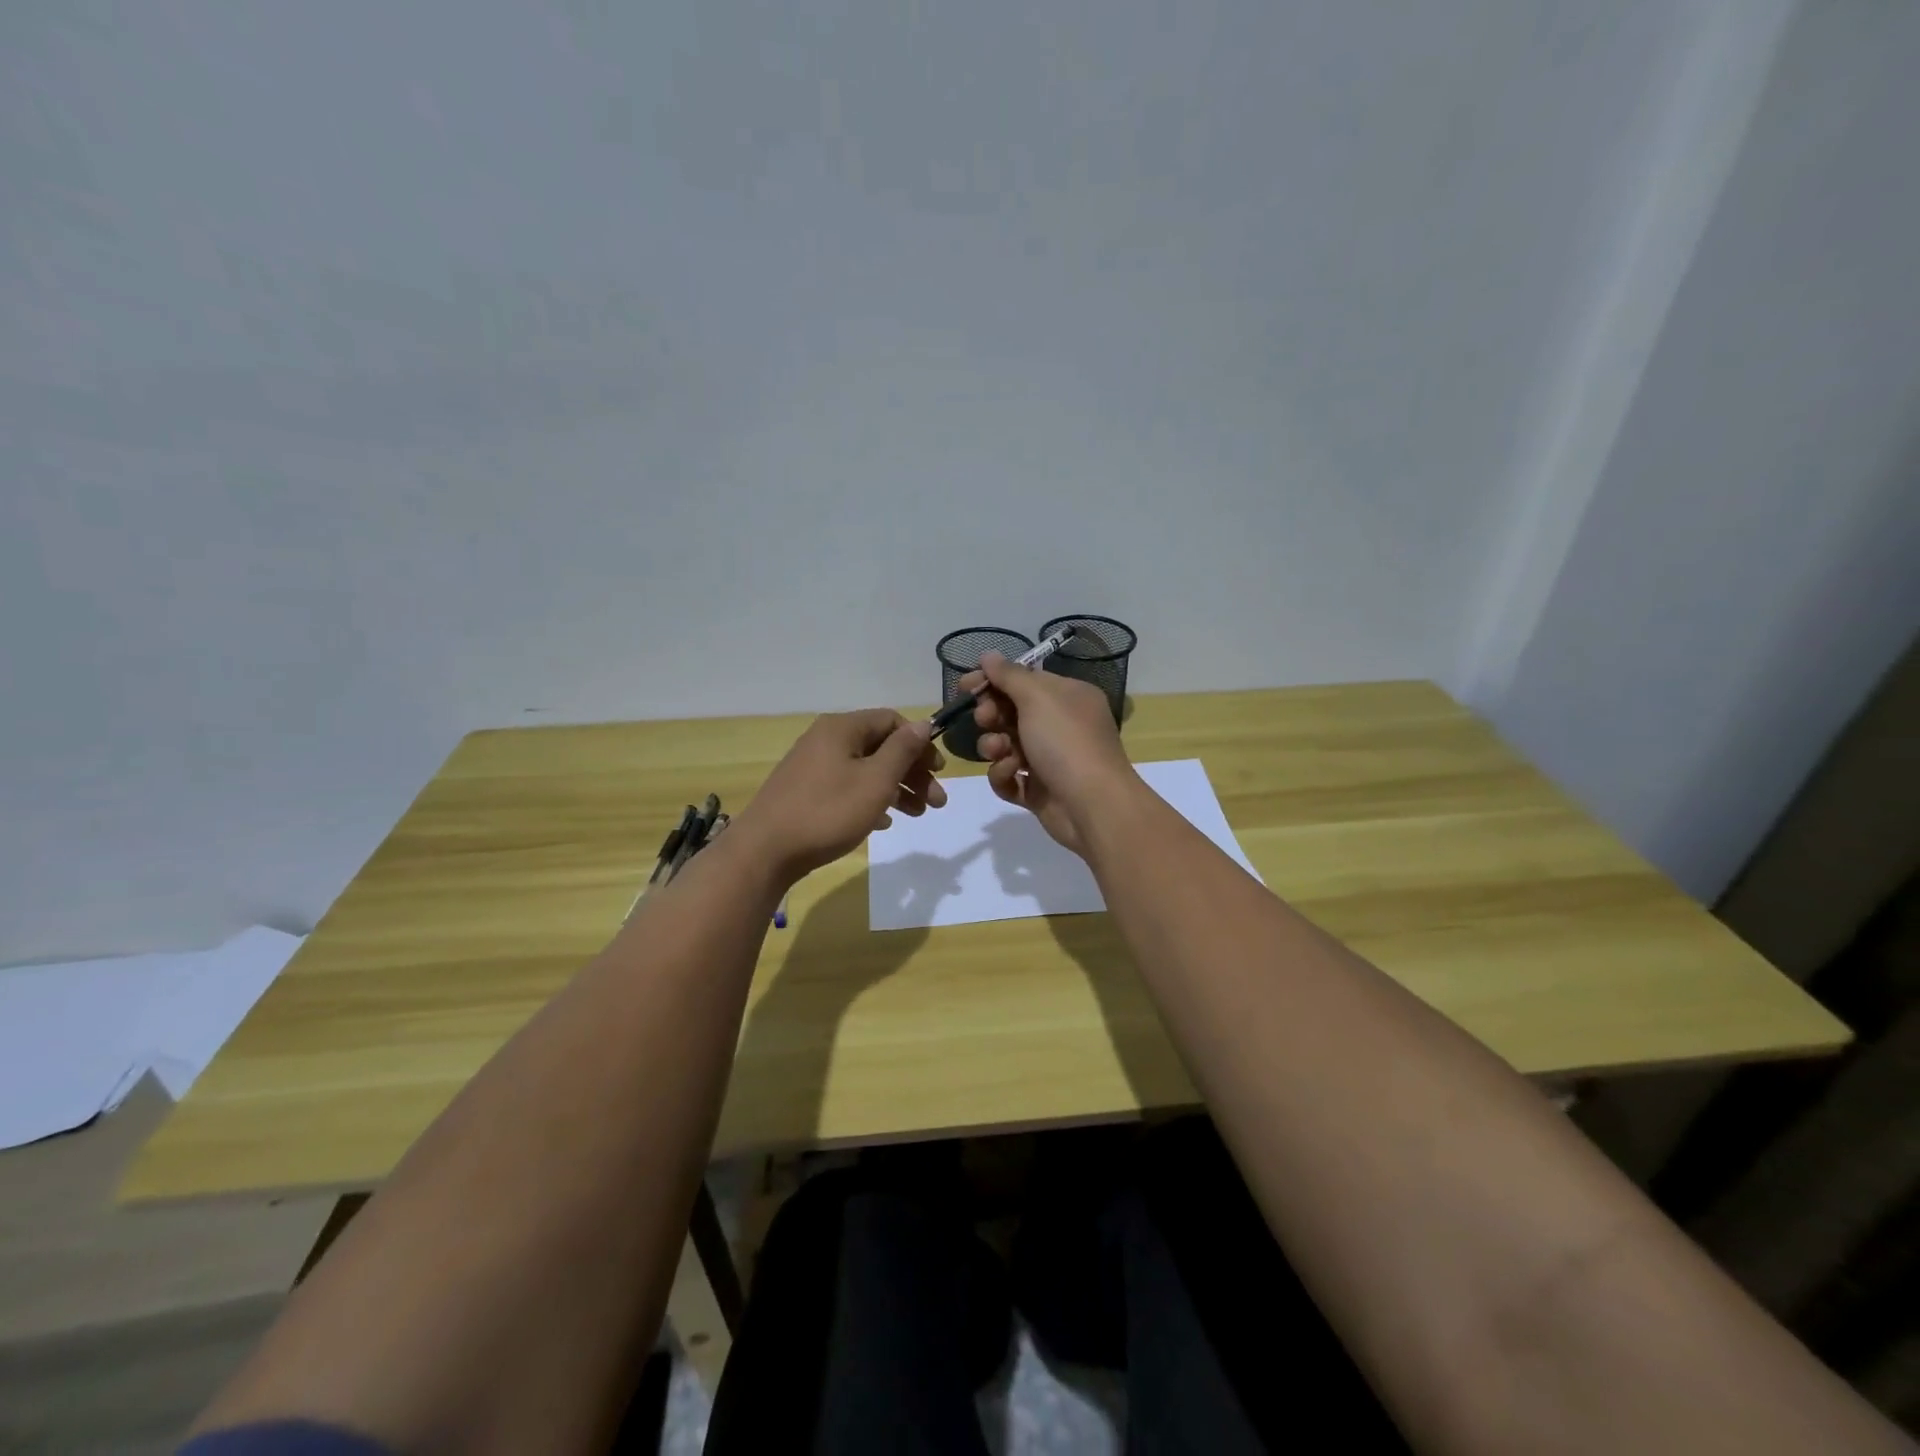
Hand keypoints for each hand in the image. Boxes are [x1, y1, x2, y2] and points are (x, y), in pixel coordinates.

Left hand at [734, 709, 946, 881]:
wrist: (765, 851)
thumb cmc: (828, 811)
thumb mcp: (875, 780)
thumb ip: (903, 750)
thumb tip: (923, 723)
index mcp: (842, 728)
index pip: (892, 721)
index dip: (920, 744)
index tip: (938, 772)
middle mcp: (826, 740)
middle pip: (880, 747)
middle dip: (912, 772)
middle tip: (937, 802)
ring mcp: (813, 767)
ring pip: (865, 770)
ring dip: (896, 788)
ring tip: (917, 815)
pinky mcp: (805, 792)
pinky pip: (847, 787)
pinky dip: (870, 800)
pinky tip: (883, 822)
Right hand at [962, 652, 1136, 854]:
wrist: (1093, 806)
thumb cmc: (1067, 742)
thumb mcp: (1038, 697)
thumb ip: (1009, 675)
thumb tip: (988, 655)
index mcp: (1067, 697)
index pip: (1023, 680)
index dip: (993, 681)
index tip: (966, 686)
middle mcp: (1059, 725)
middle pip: (1010, 712)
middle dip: (992, 714)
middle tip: (986, 719)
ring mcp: (1049, 759)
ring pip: (1005, 745)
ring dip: (994, 746)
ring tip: (1000, 752)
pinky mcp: (1038, 791)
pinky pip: (1009, 777)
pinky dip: (1004, 774)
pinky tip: (1012, 774)